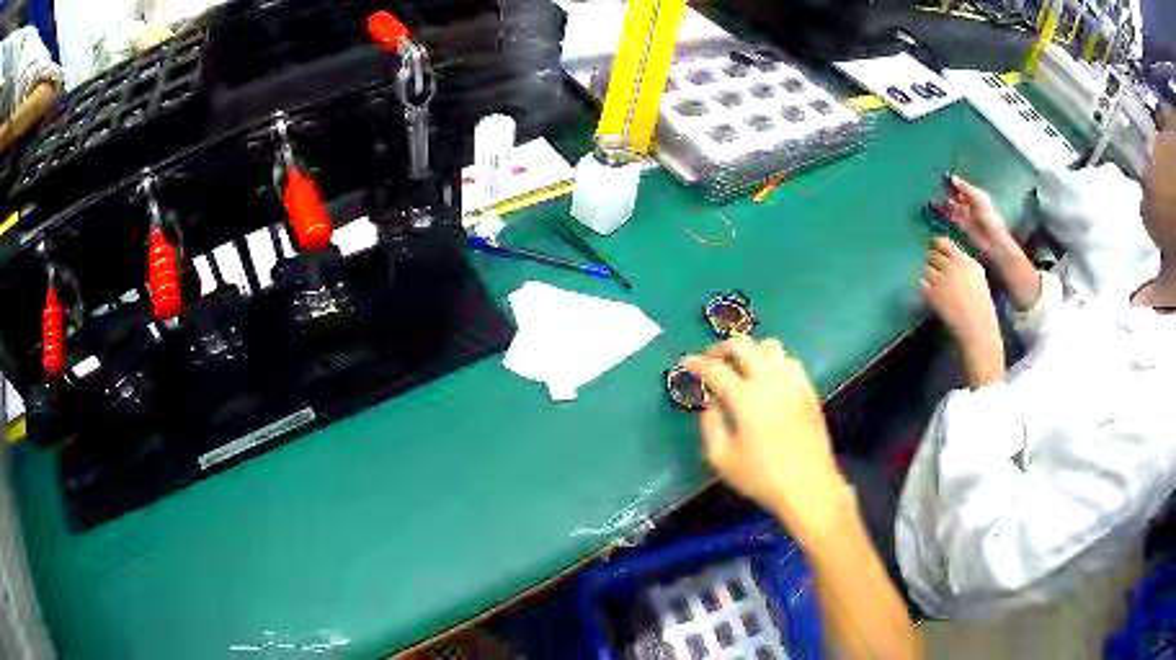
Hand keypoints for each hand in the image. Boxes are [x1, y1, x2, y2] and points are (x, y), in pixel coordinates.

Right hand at [682, 337, 849, 546]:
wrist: (808, 486)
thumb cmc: (761, 478)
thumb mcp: (722, 459)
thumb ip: (710, 425)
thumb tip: (709, 402)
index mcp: (745, 398)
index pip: (715, 369)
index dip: (696, 363)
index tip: (685, 362)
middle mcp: (769, 381)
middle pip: (743, 345)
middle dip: (722, 347)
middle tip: (712, 360)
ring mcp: (792, 382)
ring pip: (770, 346)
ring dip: (751, 351)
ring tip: (742, 367)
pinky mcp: (808, 389)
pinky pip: (790, 360)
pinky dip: (774, 361)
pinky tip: (769, 378)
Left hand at [922, 238, 1005, 387]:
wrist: (977, 329)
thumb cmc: (981, 305)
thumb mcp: (978, 276)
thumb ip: (964, 262)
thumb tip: (950, 254)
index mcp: (965, 260)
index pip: (943, 242)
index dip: (934, 243)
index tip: (929, 245)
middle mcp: (952, 266)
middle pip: (930, 254)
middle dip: (928, 260)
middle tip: (929, 266)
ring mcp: (941, 280)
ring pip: (924, 268)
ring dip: (925, 274)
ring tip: (929, 282)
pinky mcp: (932, 295)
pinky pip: (920, 284)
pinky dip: (921, 287)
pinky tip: (926, 292)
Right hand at [931, 175, 1014, 259]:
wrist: (993, 242)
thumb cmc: (989, 218)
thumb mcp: (978, 199)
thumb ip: (965, 188)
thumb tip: (952, 178)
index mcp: (975, 195)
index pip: (961, 186)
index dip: (952, 181)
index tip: (941, 175)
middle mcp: (968, 203)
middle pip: (955, 195)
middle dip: (946, 190)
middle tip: (933, 184)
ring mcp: (964, 215)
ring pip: (950, 205)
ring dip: (942, 201)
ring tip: (930, 195)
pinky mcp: (960, 225)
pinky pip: (949, 216)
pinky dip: (942, 212)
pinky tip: (933, 208)